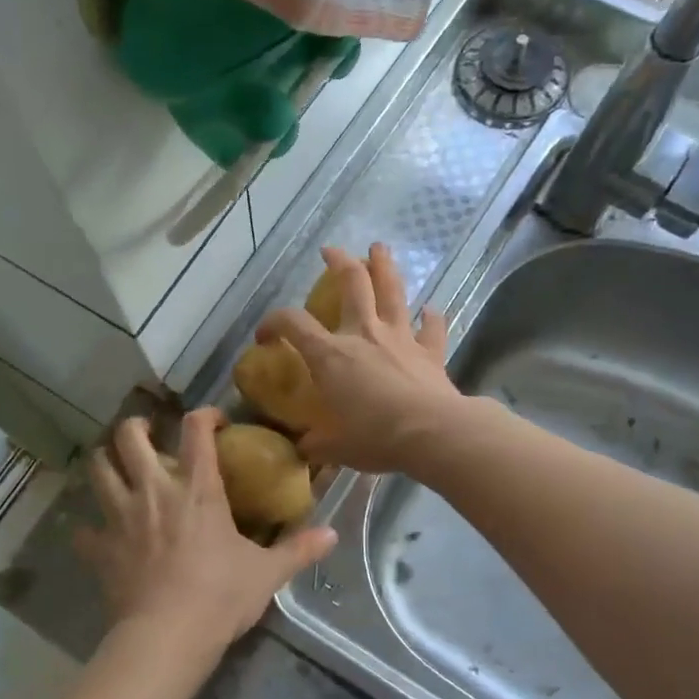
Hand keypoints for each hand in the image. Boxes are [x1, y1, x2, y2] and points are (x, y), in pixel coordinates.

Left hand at [74, 411, 336, 660]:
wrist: (168, 635)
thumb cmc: (221, 596)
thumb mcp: (268, 573)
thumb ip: (299, 549)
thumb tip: (333, 535)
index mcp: (197, 488)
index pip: (197, 430)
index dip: (204, 415)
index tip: (214, 421)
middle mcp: (154, 490)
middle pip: (130, 437)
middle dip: (136, 427)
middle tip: (149, 435)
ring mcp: (121, 517)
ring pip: (98, 469)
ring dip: (105, 461)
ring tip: (116, 465)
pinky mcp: (101, 548)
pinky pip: (84, 530)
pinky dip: (89, 528)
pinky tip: (99, 534)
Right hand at [257, 244, 462, 472]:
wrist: (431, 433)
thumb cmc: (375, 437)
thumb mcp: (335, 447)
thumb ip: (317, 444)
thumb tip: (305, 450)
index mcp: (331, 355)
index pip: (293, 324)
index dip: (274, 322)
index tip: (266, 335)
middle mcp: (363, 334)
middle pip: (352, 284)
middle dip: (340, 262)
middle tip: (332, 250)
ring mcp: (400, 338)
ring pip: (392, 291)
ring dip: (385, 267)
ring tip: (379, 248)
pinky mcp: (430, 351)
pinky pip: (432, 327)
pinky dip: (431, 317)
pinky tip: (431, 310)